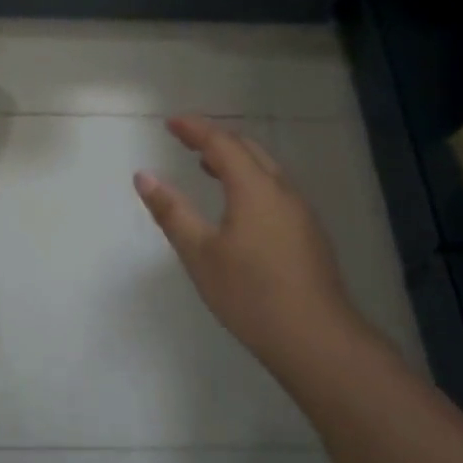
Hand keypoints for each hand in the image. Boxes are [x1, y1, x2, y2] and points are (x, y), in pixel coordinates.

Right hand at [135, 117, 362, 371]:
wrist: (318, 340)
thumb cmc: (251, 295)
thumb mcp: (200, 254)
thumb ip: (172, 211)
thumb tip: (144, 176)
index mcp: (254, 189)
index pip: (222, 144)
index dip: (195, 129)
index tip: (170, 122)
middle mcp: (282, 191)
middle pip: (249, 149)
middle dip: (216, 138)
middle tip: (186, 138)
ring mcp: (301, 212)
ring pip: (266, 169)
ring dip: (235, 159)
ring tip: (206, 165)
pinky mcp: (309, 234)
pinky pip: (275, 189)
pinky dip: (251, 180)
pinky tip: (238, 205)